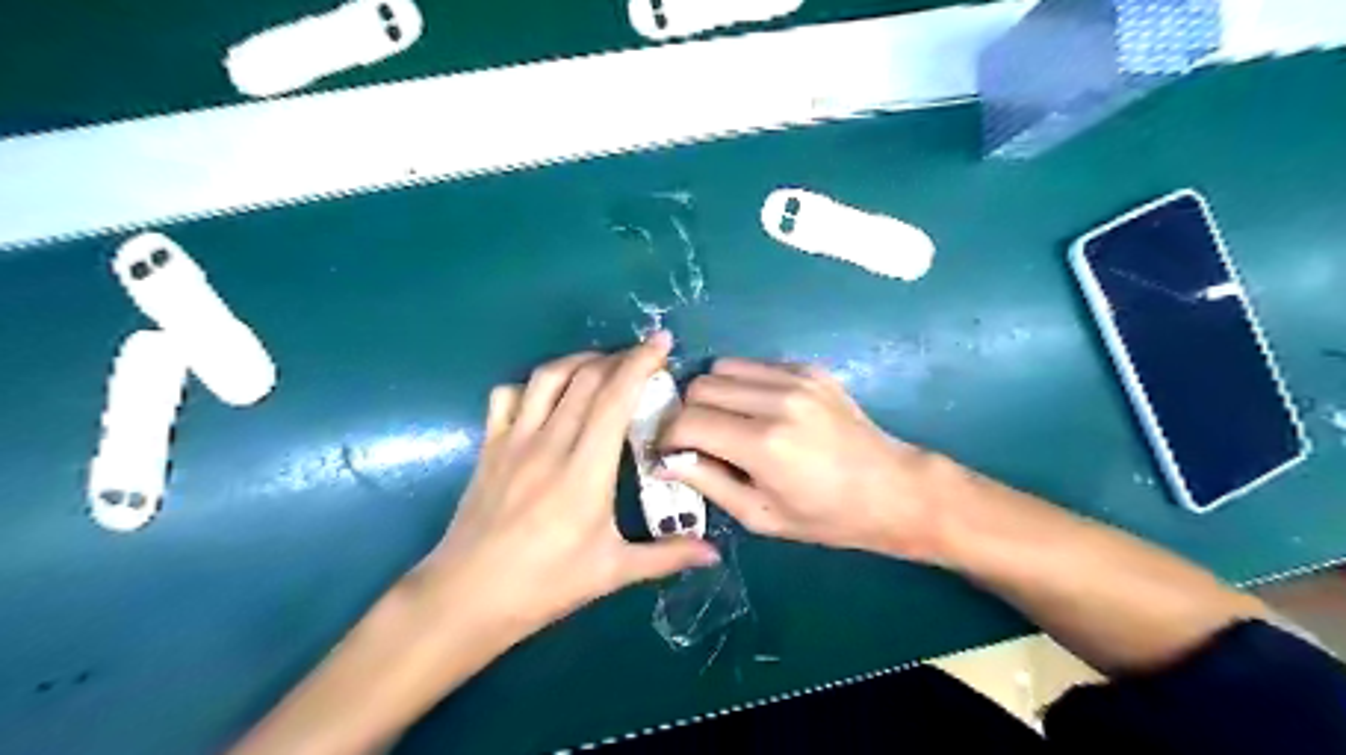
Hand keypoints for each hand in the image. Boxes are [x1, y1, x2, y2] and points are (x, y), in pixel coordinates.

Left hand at [420, 334, 720, 639]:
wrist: (466, 597)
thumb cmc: (544, 585)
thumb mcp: (612, 572)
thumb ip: (667, 556)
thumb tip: (714, 555)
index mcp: (585, 470)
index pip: (615, 397)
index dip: (640, 362)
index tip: (662, 344)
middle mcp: (549, 442)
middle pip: (586, 377)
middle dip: (619, 357)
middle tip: (644, 358)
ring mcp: (514, 440)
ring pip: (547, 376)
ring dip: (580, 361)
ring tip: (603, 366)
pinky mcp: (489, 446)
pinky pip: (508, 395)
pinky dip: (532, 384)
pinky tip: (548, 396)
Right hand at [661, 358, 955, 560]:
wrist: (892, 489)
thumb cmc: (826, 517)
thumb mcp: (761, 516)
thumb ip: (708, 482)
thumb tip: (666, 460)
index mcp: (764, 444)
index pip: (688, 421)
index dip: (667, 437)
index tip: (668, 452)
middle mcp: (777, 400)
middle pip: (700, 386)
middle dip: (687, 413)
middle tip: (696, 440)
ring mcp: (796, 378)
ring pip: (722, 367)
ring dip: (712, 394)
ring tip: (725, 422)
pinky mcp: (810, 369)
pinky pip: (754, 365)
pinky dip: (742, 384)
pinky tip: (758, 410)